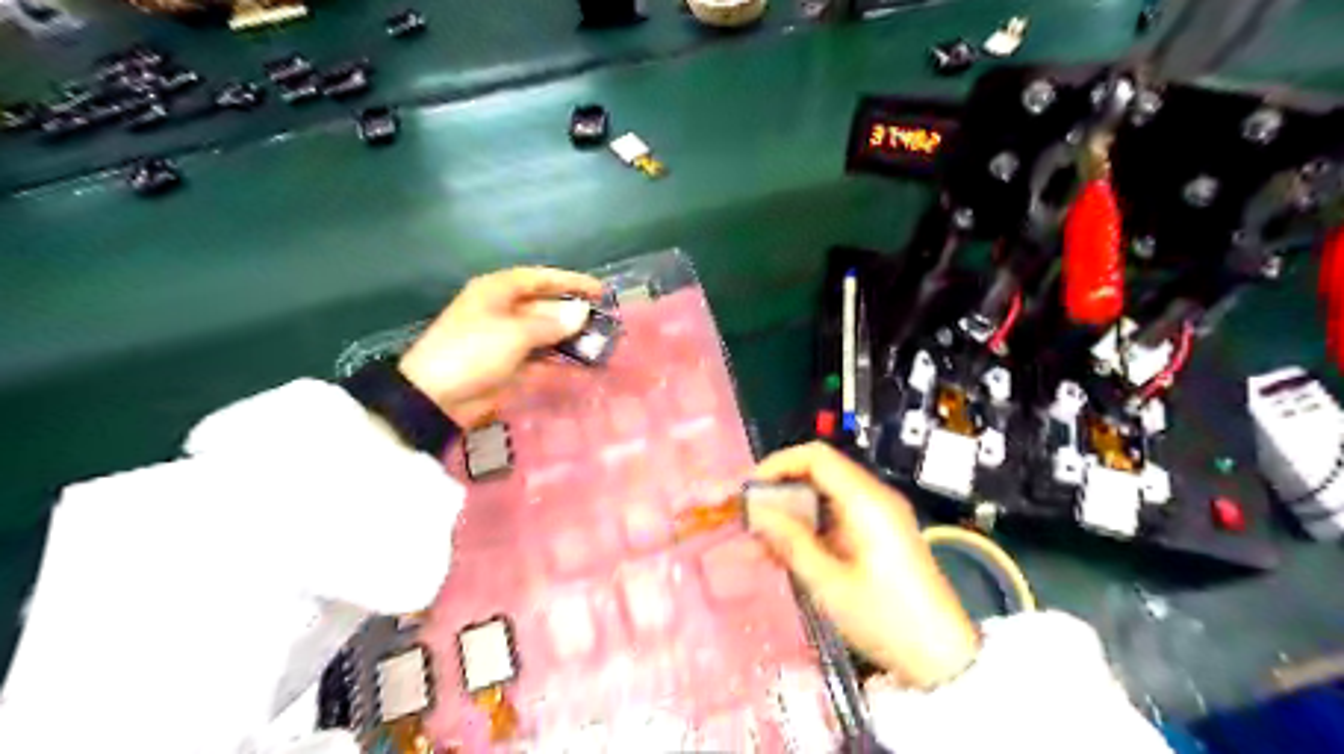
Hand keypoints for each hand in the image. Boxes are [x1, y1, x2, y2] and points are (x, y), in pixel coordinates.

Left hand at [398, 269, 604, 426]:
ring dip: (570, 338)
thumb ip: (551, 323)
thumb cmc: (473, 351)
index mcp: (497, 291)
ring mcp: (505, 339)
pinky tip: (582, 365)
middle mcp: (502, 310)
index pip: (540, 279)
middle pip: (545, 306)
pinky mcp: (508, 365)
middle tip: (605, 322)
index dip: (570, 282)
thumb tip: (582, 312)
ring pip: (545, 333)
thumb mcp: (514, 333)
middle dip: (574, 313)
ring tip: (600, 344)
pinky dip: (559, 361)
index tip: (600, 291)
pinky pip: (540, 358)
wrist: (436, 397)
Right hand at [745, 441, 978, 688]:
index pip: (816, 457)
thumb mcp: (830, 584)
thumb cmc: (886, 619)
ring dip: (789, 513)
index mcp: (866, 501)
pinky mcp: (877, 533)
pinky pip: (834, 517)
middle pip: (818, 473)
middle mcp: (873, 498)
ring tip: (758, 542)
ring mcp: (877, 515)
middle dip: (779, 491)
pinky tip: (782, 554)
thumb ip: (791, 541)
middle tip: (749, 517)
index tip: (749, 489)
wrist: (941, 656)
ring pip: (822, 496)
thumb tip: (757, 511)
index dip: (777, 465)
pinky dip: (807, 528)